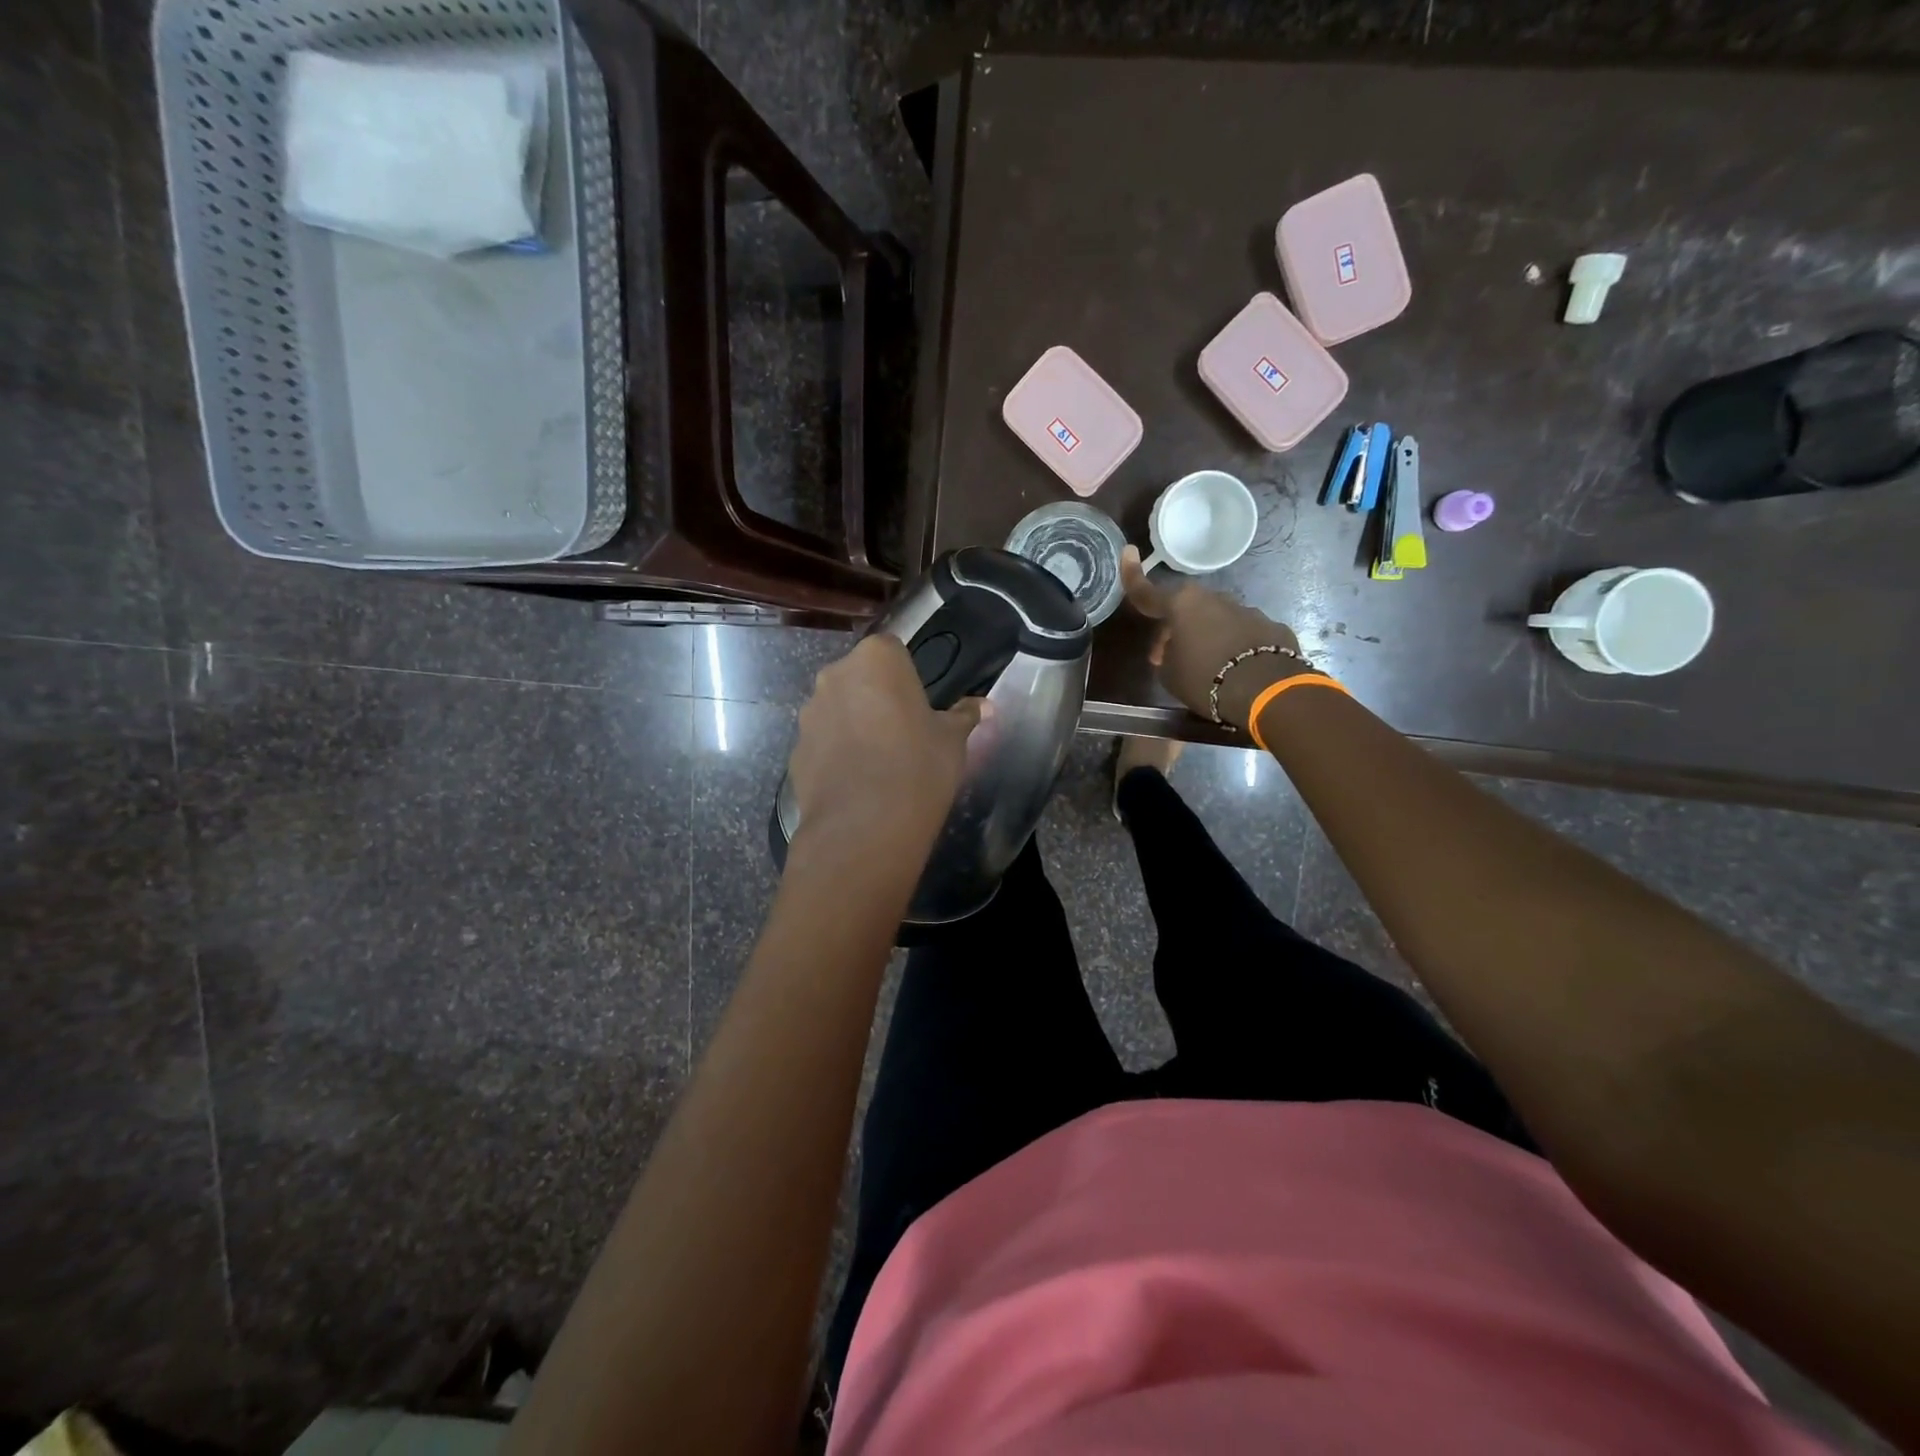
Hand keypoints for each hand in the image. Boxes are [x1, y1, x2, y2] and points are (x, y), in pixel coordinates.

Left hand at [788, 635, 987, 857]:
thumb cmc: (918, 767)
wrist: (864, 826)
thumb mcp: (952, 740)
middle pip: (859, 677)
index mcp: (876, 659)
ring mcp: (809, 713)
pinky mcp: (795, 750)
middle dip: (876, 696)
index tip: (918, 704)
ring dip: (853, 723)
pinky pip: (822, 742)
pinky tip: (856, 782)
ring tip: (877, 761)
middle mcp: (835, 676)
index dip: (906, 675)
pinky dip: (836, 753)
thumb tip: (983, 706)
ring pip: (837, 709)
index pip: (892, 650)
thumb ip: (963, 716)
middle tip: (901, 731)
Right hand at [1121, 546, 1307, 726]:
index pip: (1148, 592)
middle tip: (1168, 655)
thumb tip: (1173, 650)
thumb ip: (1166, 656)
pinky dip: (1235, 646)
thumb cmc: (1204, 679)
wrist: (1264, 690)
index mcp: (1181, 605)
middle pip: (1186, 609)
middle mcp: (1213, 599)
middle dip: (1175, 627)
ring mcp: (1246, 611)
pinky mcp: (1270, 627)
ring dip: (1207, 636)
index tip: (1128, 552)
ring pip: (1216, 620)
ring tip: (1207, 666)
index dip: (1132, 574)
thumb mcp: (1170, 674)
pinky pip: (1243, 634)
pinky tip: (1237, 668)